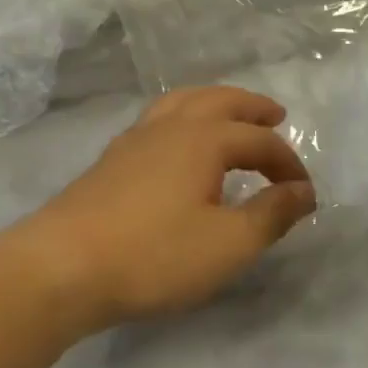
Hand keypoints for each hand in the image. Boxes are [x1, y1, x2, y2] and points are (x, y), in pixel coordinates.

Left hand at [14, 87, 317, 332]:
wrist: (63, 266)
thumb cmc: (154, 255)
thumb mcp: (228, 244)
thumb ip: (271, 214)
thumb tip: (303, 192)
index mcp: (203, 139)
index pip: (259, 141)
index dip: (288, 164)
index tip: (303, 194)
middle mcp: (169, 127)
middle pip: (218, 101)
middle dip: (250, 107)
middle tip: (274, 115)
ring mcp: (133, 140)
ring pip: (180, 103)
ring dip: (212, 104)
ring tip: (228, 118)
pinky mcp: (109, 161)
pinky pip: (156, 122)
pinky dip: (181, 120)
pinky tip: (177, 147)